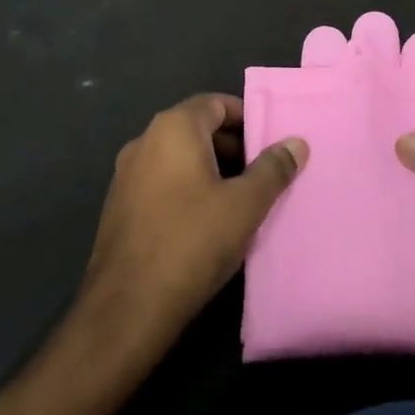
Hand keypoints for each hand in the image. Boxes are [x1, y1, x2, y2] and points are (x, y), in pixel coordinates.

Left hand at [80, 94, 306, 346]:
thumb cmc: (191, 243)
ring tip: (242, 200)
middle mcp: (144, 141)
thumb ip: (273, 169)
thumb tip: (296, 143)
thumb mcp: (245, 205)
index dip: (247, 118)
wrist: (125, 310)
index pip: (216, 103)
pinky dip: (187, 190)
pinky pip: (162, 183)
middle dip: (233, 146)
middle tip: (264, 173)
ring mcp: (126, 175)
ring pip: (179, 158)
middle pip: (197, 129)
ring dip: (211, 171)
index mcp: (173, 129)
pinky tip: (207, 224)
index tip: (272, 141)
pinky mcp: (119, 208)